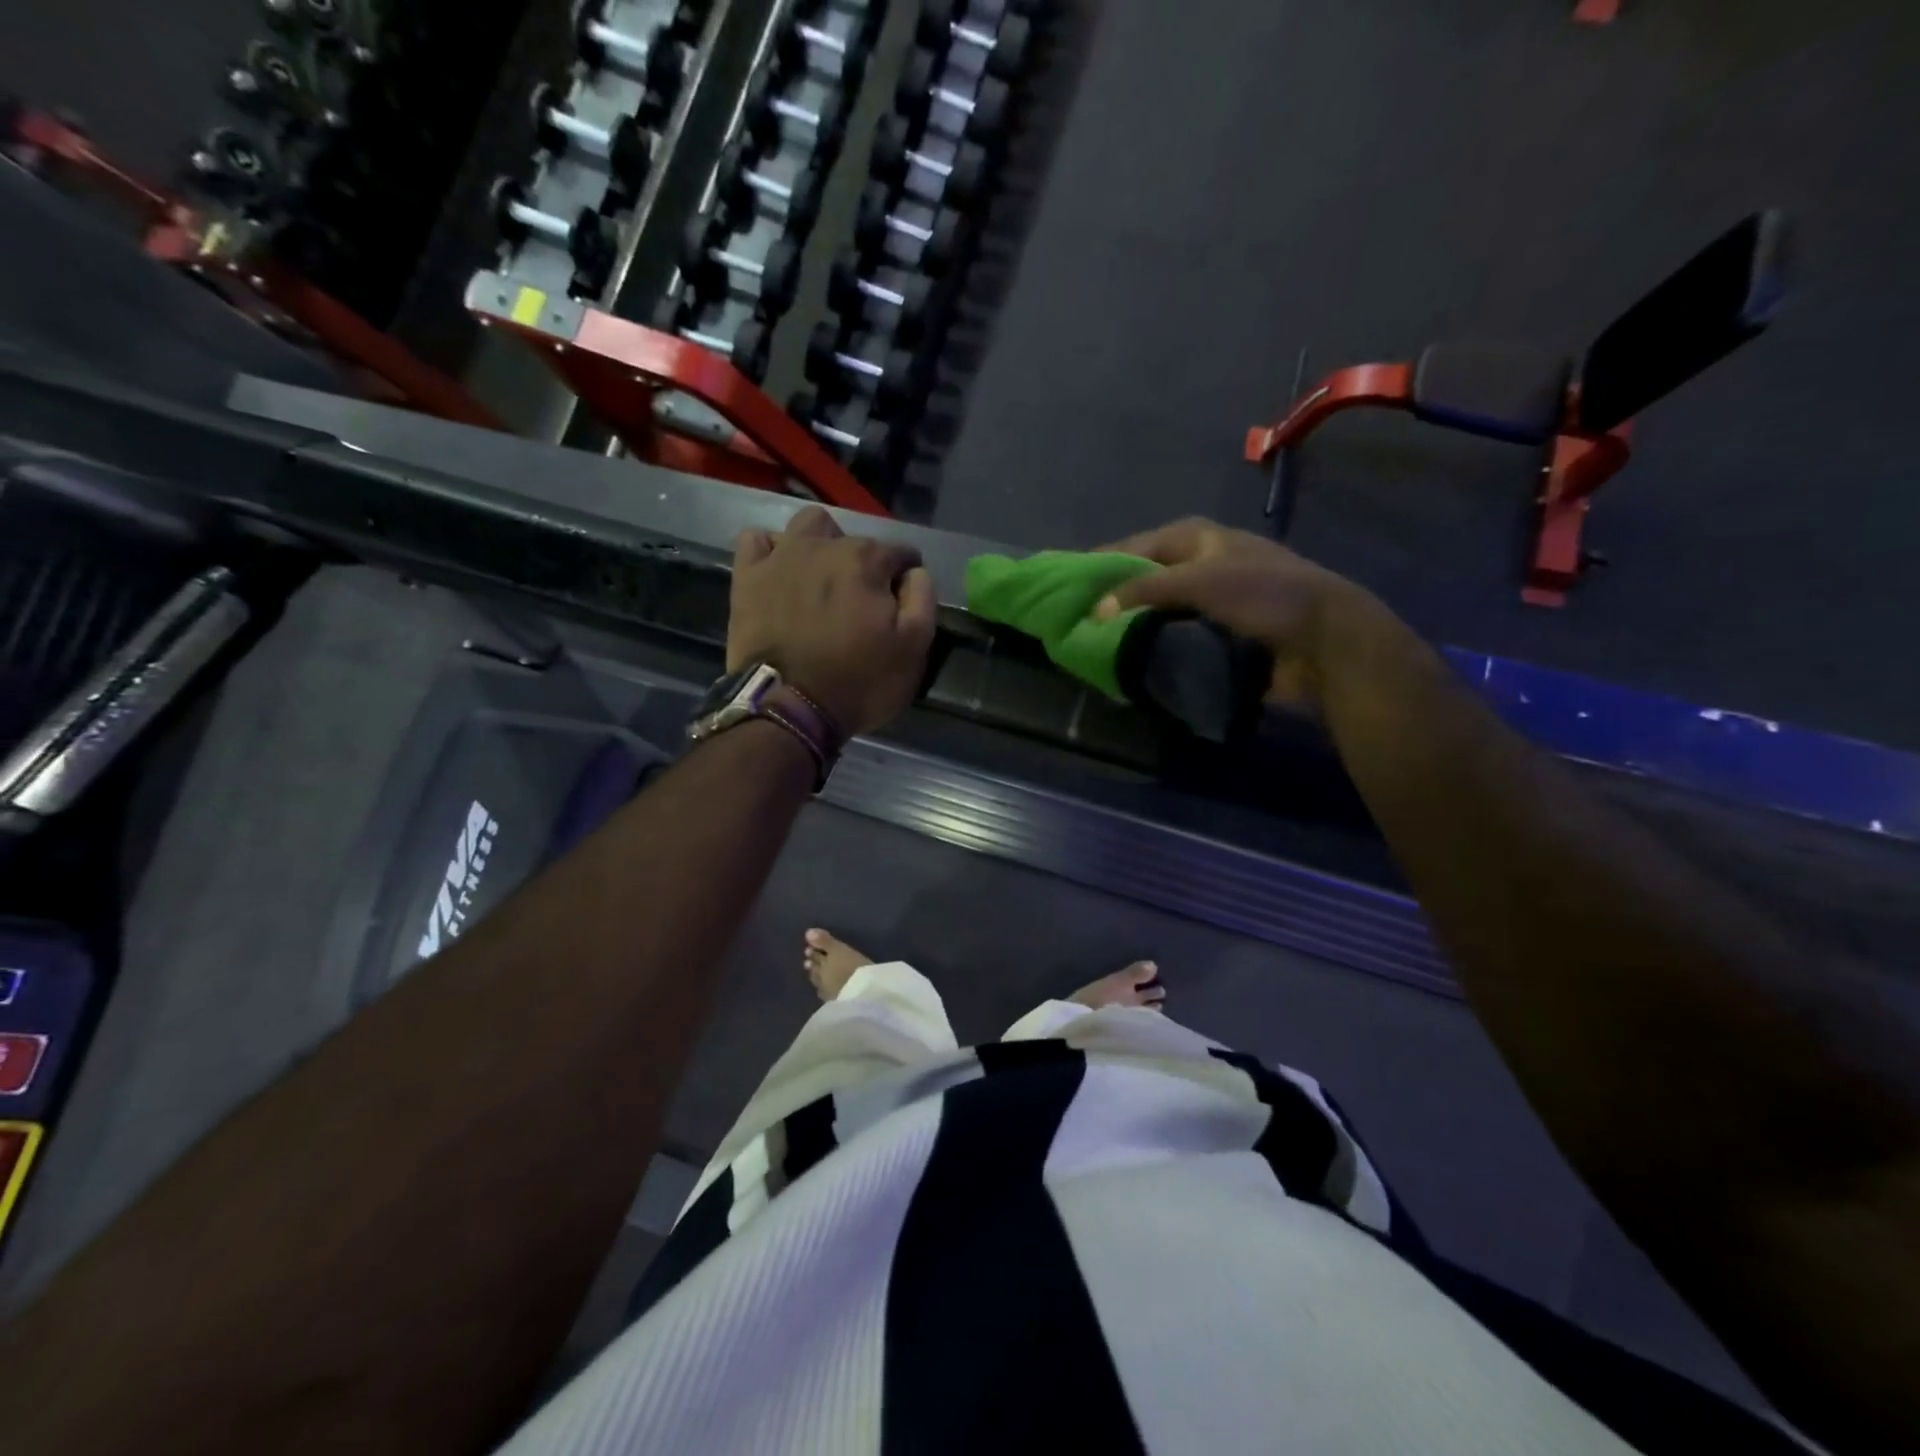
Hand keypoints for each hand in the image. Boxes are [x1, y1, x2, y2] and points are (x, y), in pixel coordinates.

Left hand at [729, 507, 936, 734]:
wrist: (789, 707)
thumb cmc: (859, 682)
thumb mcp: (914, 649)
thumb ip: (922, 599)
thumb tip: (915, 573)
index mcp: (866, 560)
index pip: (901, 553)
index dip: (906, 578)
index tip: (901, 605)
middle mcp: (824, 546)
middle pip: (855, 540)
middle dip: (865, 564)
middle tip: (862, 603)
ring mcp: (781, 558)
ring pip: (807, 526)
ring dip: (821, 544)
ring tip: (822, 579)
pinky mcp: (747, 577)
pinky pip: (756, 540)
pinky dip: (772, 550)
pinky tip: (781, 572)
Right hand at [1091, 518, 1382, 708]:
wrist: (1325, 639)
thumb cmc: (1263, 595)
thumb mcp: (1199, 580)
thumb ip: (1143, 590)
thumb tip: (1093, 612)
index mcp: (1195, 538)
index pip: (1131, 546)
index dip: (1098, 564)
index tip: (1063, 585)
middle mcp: (1199, 563)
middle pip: (1141, 579)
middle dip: (1111, 599)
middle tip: (1075, 621)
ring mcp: (1209, 600)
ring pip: (1156, 610)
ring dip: (1131, 626)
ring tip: (1094, 645)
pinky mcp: (1217, 632)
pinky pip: (1174, 637)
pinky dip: (1153, 646)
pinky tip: (1131, 661)